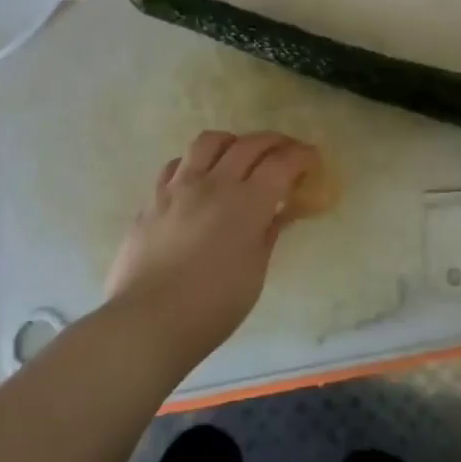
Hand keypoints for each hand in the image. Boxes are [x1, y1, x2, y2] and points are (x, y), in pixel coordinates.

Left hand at [104, 130, 316, 371]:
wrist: (148, 320)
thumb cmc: (212, 306)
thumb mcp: (254, 273)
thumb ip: (267, 234)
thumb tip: (277, 213)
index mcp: (247, 203)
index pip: (282, 163)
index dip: (301, 156)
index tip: (311, 159)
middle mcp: (214, 183)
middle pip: (249, 144)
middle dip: (274, 142)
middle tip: (285, 151)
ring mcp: (179, 186)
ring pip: (209, 141)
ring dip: (231, 142)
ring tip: (238, 154)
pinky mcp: (153, 197)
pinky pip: (177, 164)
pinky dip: (195, 163)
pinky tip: (198, 178)